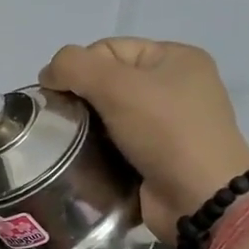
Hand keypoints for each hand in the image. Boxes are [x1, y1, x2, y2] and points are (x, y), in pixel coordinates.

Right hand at [40, 38, 248, 243]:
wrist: (200, 199)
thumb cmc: (165, 132)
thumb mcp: (116, 86)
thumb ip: (73, 66)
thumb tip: (48, 75)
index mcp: (175, 58)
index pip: (108, 49)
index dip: (78, 68)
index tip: (58, 96)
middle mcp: (175, 86)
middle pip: (107, 81)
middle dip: (80, 98)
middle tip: (62, 122)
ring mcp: (169, 124)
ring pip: (109, 115)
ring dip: (86, 128)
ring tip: (69, 143)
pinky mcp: (158, 157)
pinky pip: (116, 144)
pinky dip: (98, 150)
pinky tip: (85, 160)